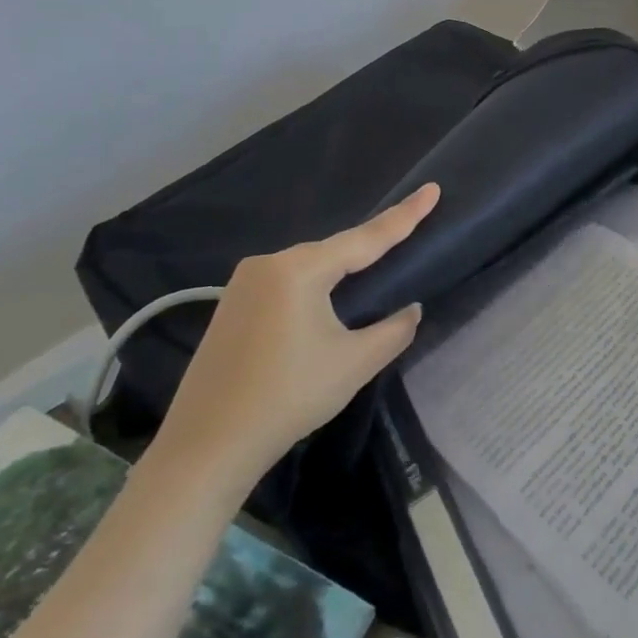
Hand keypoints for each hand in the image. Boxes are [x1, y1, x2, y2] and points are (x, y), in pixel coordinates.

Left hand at [154, 183, 439, 496]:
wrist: (205, 448)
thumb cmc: (288, 396)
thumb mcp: (355, 363)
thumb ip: (395, 329)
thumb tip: (411, 309)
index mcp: (299, 270)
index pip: (366, 238)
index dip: (404, 215)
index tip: (432, 189)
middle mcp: (267, 265)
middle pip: (334, 251)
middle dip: (371, 248)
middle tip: (409, 231)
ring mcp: (242, 285)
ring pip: (309, 268)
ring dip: (342, 271)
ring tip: (375, 270)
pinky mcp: (231, 308)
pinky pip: (286, 284)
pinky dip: (315, 286)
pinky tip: (328, 303)